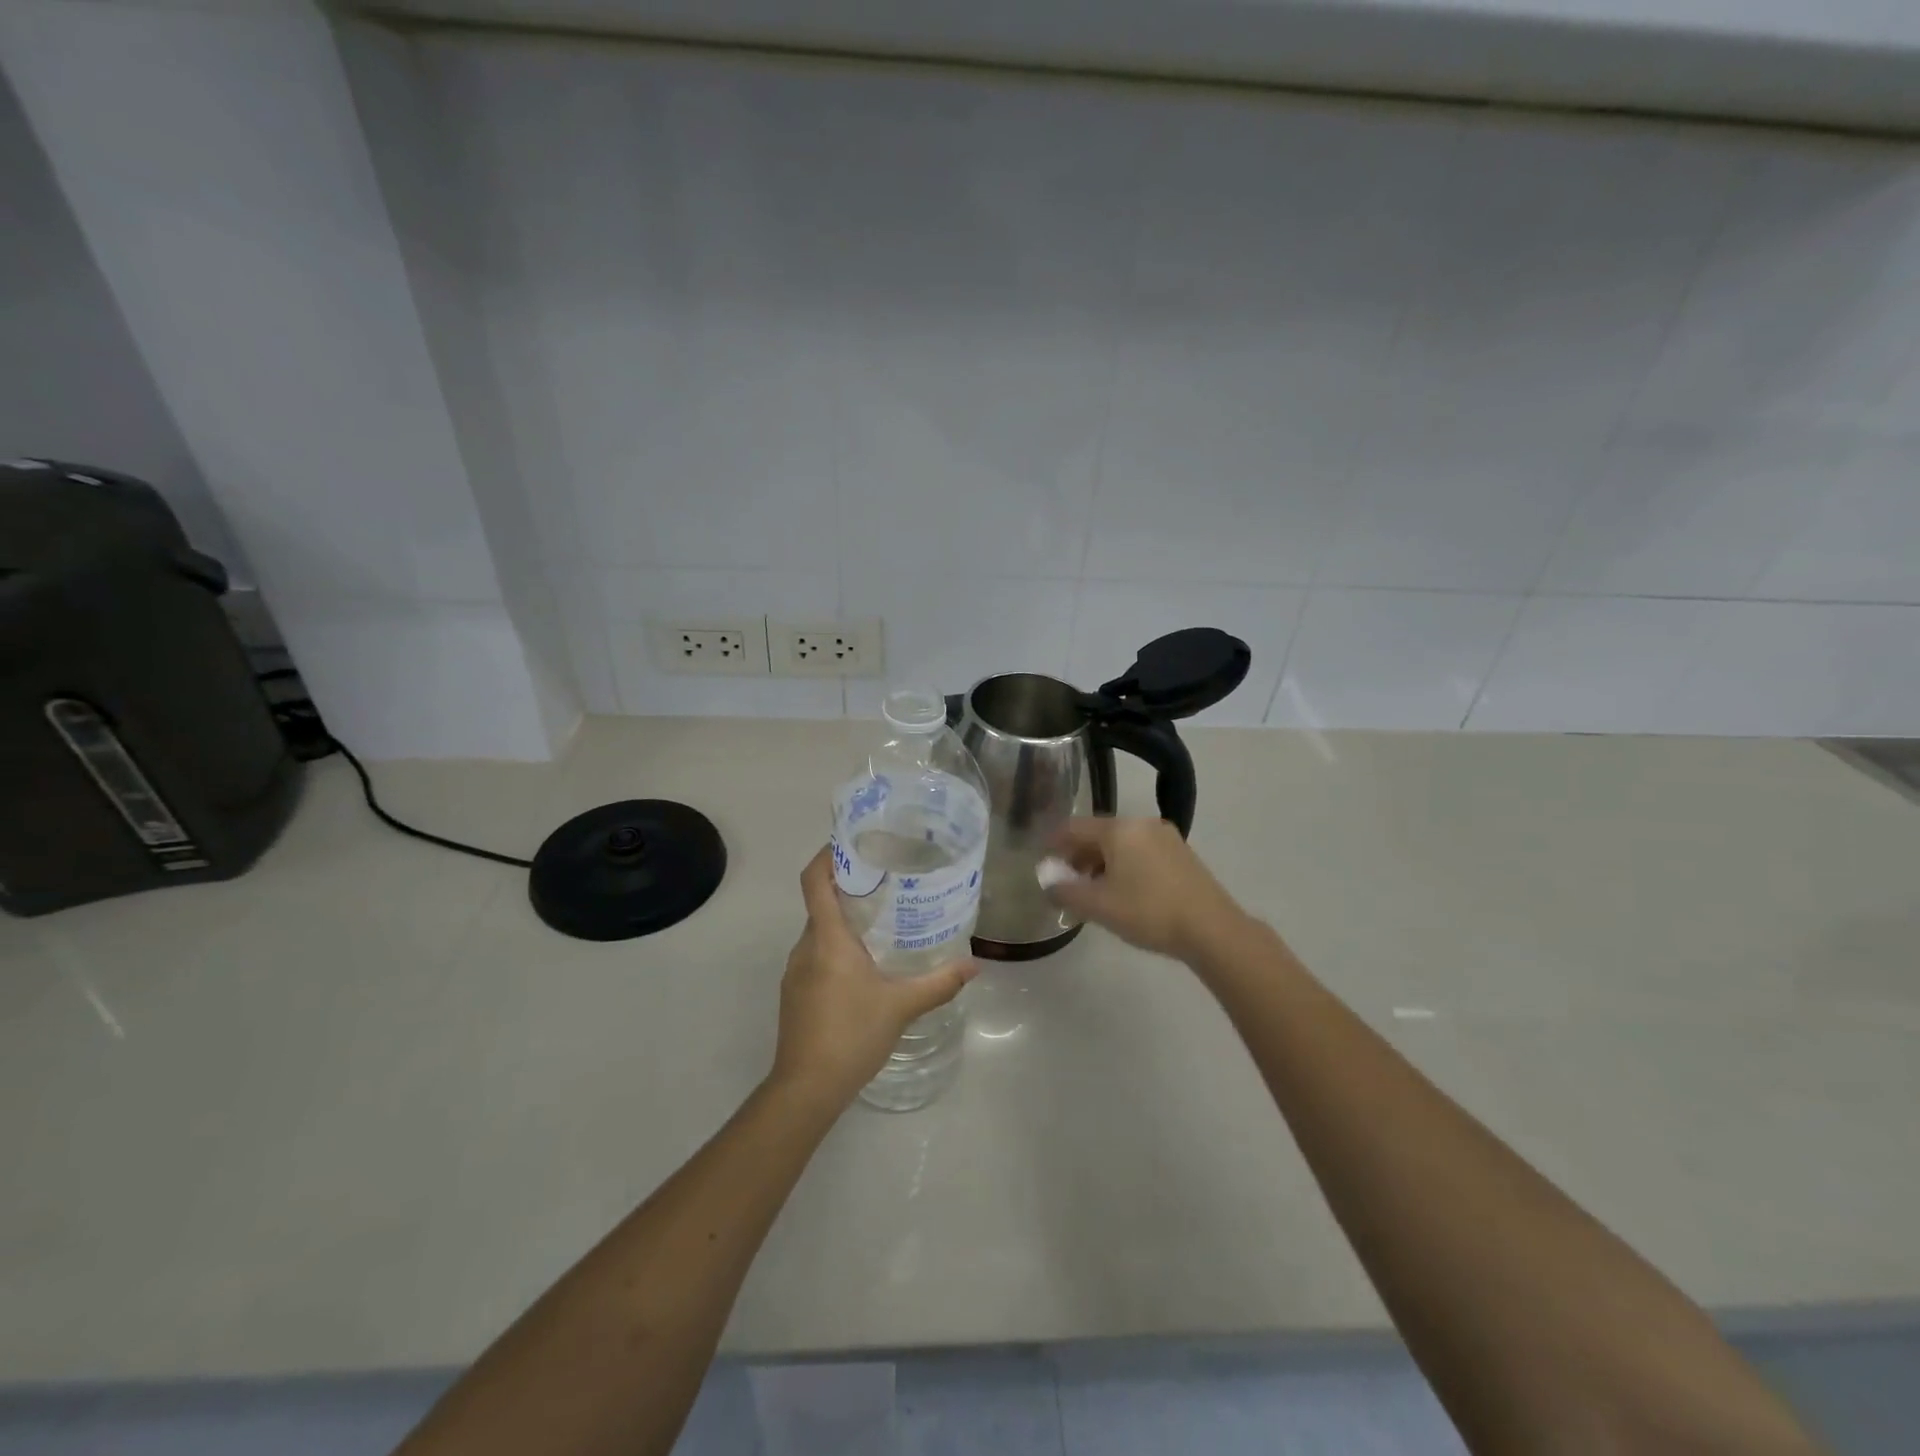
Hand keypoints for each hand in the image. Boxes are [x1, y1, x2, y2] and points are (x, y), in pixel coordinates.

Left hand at [770, 847, 977, 1109]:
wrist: (806, 1089)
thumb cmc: (851, 1035)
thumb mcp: (901, 1006)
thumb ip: (939, 983)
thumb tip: (975, 965)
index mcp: (827, 939)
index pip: (815, 881)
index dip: (827, 855)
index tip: (853, 842)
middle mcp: (805, 947)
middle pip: (821, 903)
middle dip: (849, 888)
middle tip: (887, 881)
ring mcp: (795, 972)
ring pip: (820, 932)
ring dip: (845, 921)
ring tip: (883, 920)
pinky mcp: (796, 993)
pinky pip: (816, 955)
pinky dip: (837, 948)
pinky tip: (865, 966)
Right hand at [1045, 816, 1248, 964]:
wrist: (1212, 929)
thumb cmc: (1148, 912)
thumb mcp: (1099, 905)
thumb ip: (1066, 891)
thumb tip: (1046, 880)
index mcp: (1119, 829)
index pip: (1074, 828)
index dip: (1054, 843)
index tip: (1043, 861)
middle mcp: (1142, 824)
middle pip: (1099, 834)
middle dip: (1078, 856)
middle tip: (1066, 882)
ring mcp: (1165, 837)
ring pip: (1121, 844)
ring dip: (1101, 863)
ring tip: (1093, 892)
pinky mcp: (1181, 854)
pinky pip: (1141, 852)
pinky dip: (1124, 866)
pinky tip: (1123, 892)